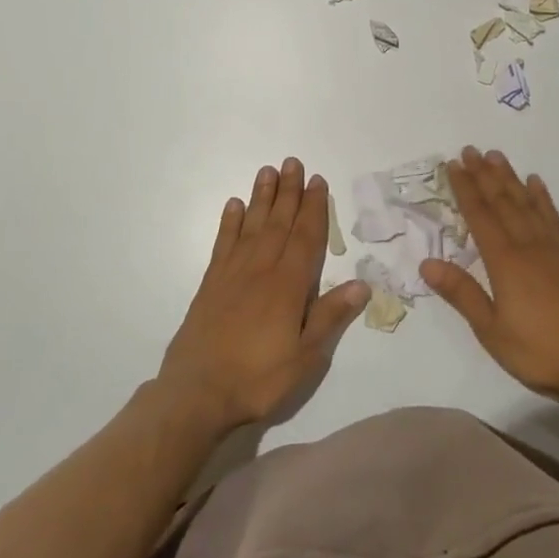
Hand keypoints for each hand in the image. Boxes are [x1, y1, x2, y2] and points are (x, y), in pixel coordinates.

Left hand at [159, 159, 368, 433]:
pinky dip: (229, 222)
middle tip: (293, 162)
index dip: (314, 208)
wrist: (196, 395)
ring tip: (268, 171)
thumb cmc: (258, 379)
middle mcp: (261, 270)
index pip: (306, 237)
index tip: (318, 181)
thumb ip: (330, 317)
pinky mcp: (211, 285)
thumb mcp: (305, 357)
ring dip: (261, 198)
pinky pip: (223, 244)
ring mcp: (232, 274)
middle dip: (289, 191)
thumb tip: (362, 284)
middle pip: (279, 222)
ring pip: (252, 226)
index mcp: (288, 285)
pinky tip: (234, 205)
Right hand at [419, 146, 558, 405]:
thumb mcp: (491, 331)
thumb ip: (462, 293)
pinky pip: (554, 218)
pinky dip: (543, 197)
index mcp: (505, 263)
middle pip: (503, 202)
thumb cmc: (539, 352)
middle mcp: (529, 246)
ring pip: (527, 203)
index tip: (453, 165)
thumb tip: (427, 263)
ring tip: (497, 156)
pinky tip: (536, 183)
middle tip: (470, 150)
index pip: (480, 217)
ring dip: (510, 178)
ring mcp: (554, 248)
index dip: (465, 189)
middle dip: (484, 175)